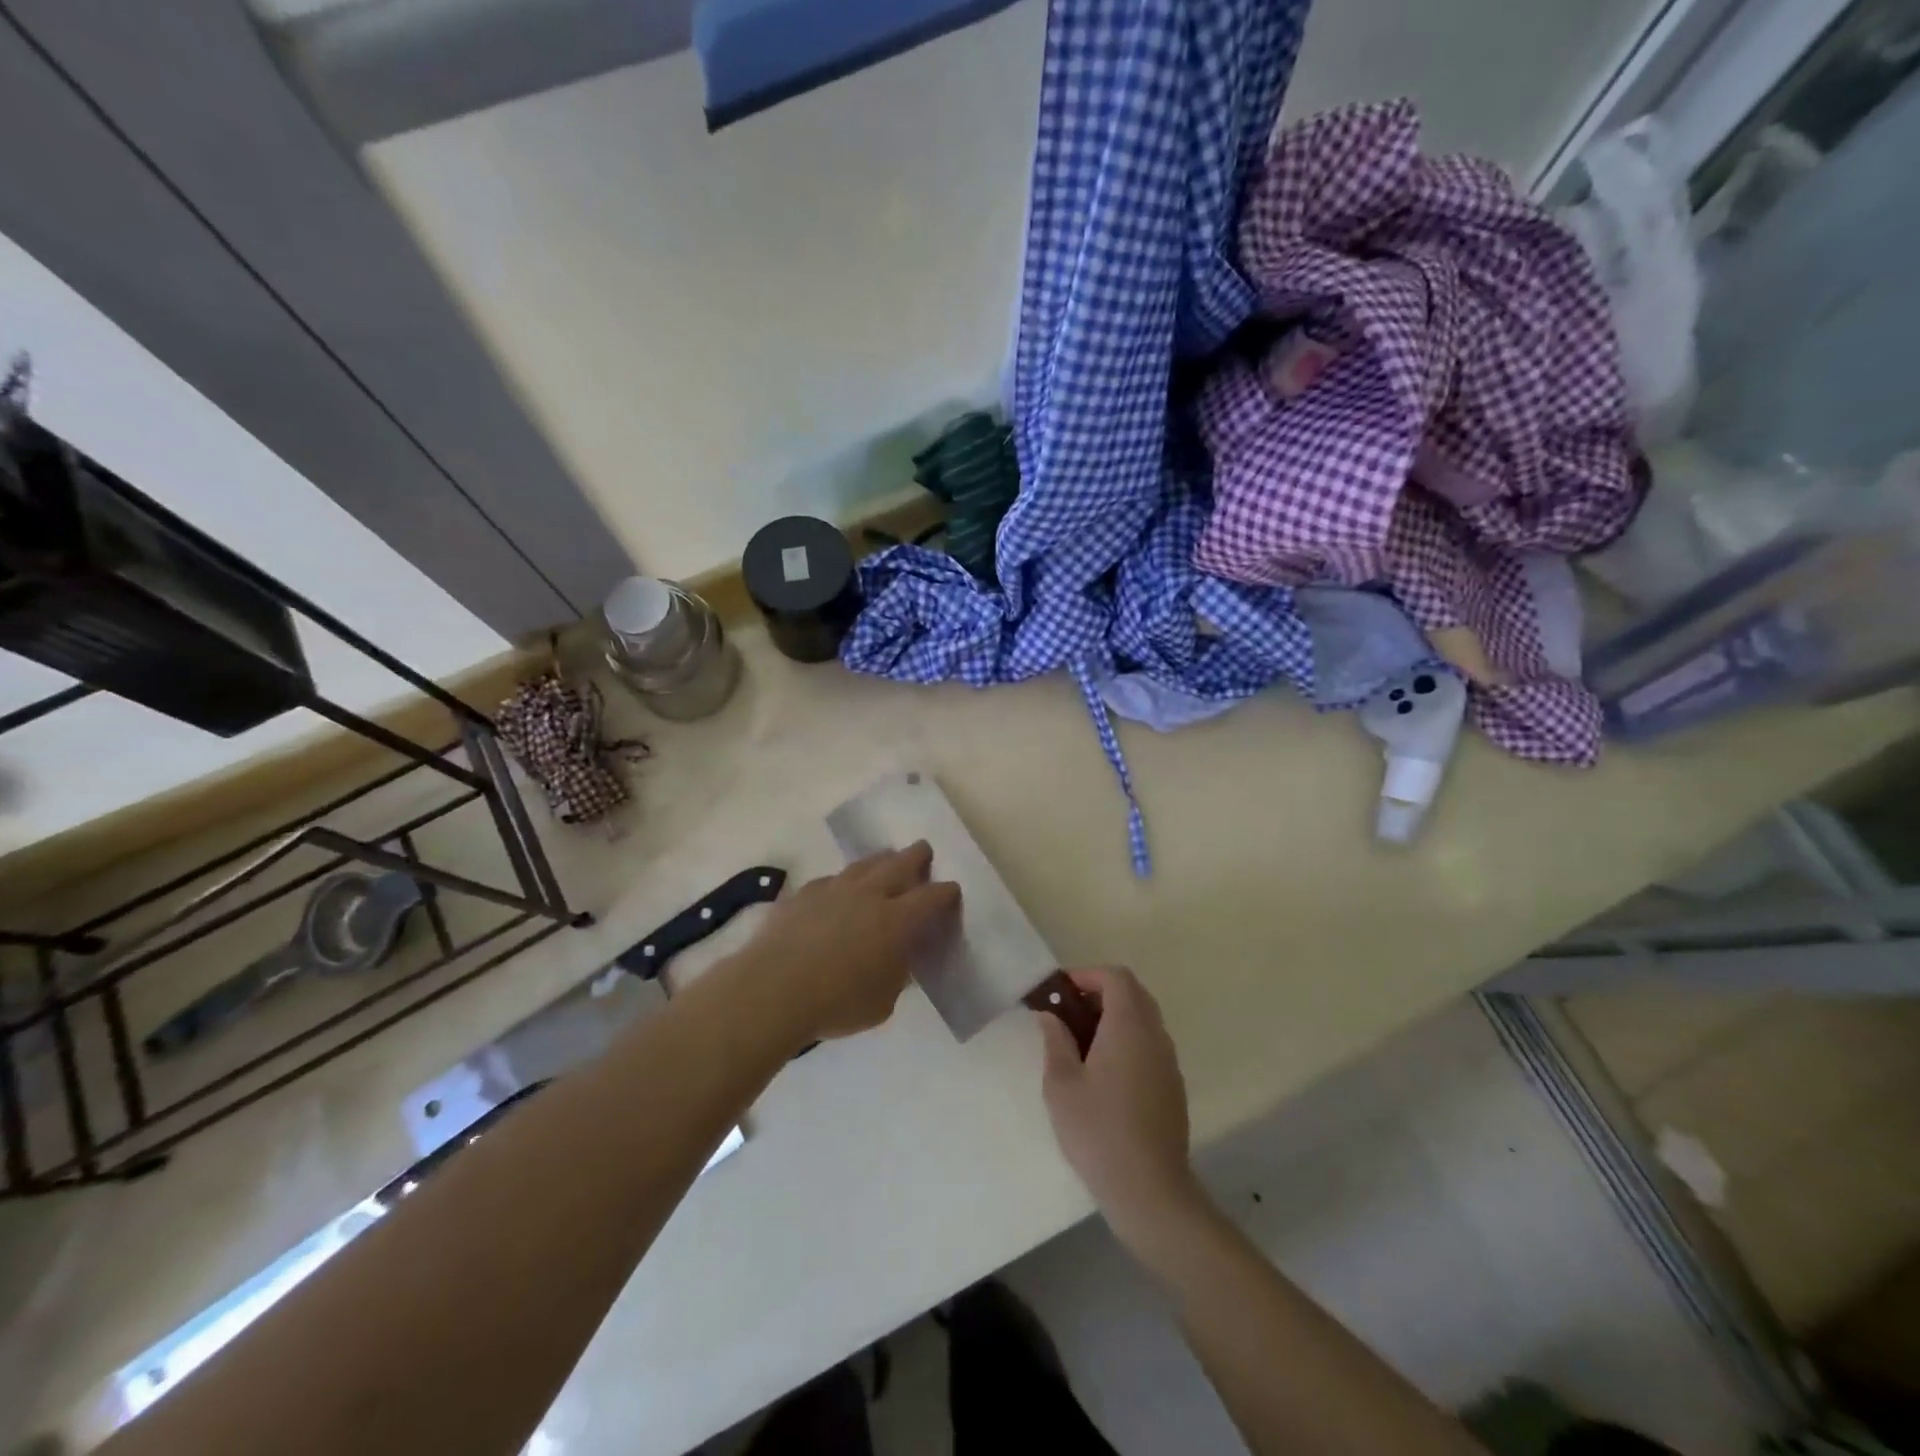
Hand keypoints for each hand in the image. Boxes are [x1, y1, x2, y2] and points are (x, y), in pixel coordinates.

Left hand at [736, 841, 959, 1046]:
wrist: (772, 989)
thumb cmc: (836, 1003)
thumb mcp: (882, 1002)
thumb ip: (895, 975)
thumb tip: (895, 961)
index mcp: (896, 920)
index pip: (931, 897)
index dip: (946, 892)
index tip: (952, 890)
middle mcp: (869, 895)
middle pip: (899, 864)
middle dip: (917, 856)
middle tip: (924, 850)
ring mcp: (833, 889)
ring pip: (864, 865)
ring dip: (880, 860)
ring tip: (886, 858)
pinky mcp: (803, 894)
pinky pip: (830, 880)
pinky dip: (842, 881)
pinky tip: (839, 888)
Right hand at [1038, 967, 1201, 1247]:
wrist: (1150, 1190)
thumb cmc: (1098, 1131)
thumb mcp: (1061, 1084)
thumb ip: (1055, 1040)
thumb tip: (1050, 1015)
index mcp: (1129, 1026)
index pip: (1116, 977)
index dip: (1087, 975)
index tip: (1061, 992)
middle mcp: (1155, 1035)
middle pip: (1133, 994)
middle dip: (1100, 993)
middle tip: (1068, 1013)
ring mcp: (1168, 1061)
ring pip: (1144, 1019)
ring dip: (1114, 1018)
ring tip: (1081, 1043)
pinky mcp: (1173, 1086)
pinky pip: (1150, 1045)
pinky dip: (1128, 1041)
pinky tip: (1104, 1073)